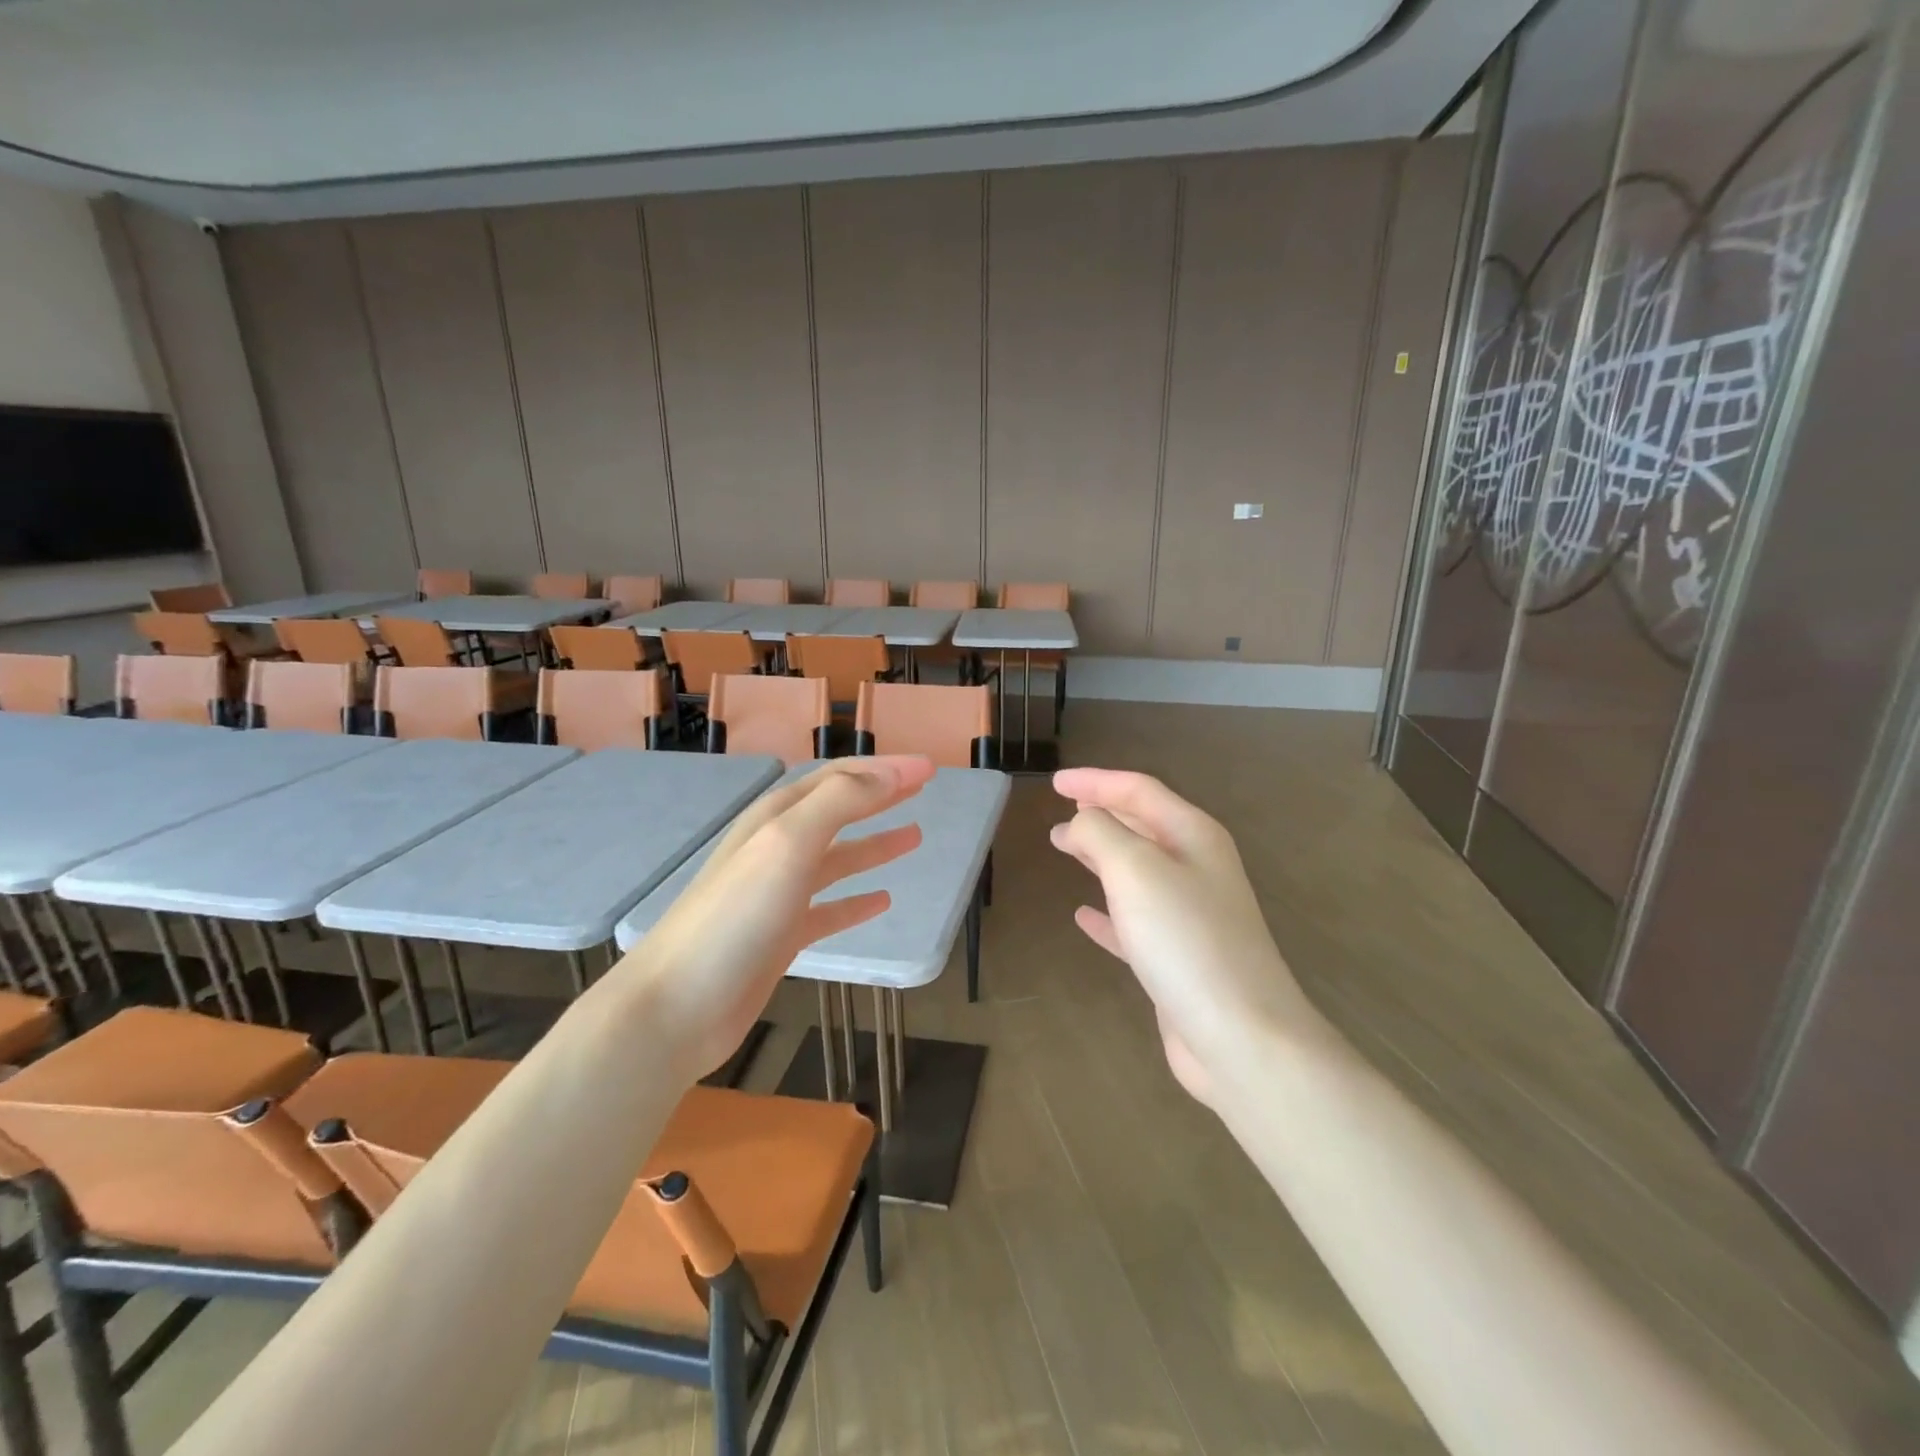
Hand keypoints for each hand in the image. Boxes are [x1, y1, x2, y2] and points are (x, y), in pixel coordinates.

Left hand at [620, 757, 935, 1082]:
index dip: (885, 768)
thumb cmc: (736, 916)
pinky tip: (882, 901)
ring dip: (875, 845)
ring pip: (837, 859)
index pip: (840, 778)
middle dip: (881, 795)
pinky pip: (829, 909)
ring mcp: (778, 894)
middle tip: (923, 788)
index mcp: (778, 817)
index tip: (929, 768)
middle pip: (839, 810)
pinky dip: (856, 901)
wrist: (677, 1005)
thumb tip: (891, 773)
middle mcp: (779, 847)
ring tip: (915, 837)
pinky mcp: (781, 936)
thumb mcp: (789, 843)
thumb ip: (840, 802)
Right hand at [1050, 768, 1322, 1105]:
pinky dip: (1107, 913)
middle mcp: (1196, 868)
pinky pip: (1134, 922)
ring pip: (1136, 871)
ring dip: (1100, 856)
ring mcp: (1190, 915)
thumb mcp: (1135, 869)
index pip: (1139, 791)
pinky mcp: (1178, 958)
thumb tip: (1080, 821)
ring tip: (1065, 848)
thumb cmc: (1186, 939)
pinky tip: (1083, 916)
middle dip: (1100, 815)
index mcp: (1193, 836)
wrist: (1241, 1036)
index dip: (1096, 781)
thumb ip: (1100, 833)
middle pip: (1142, 826)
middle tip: (1059, 814)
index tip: (1054, 782)